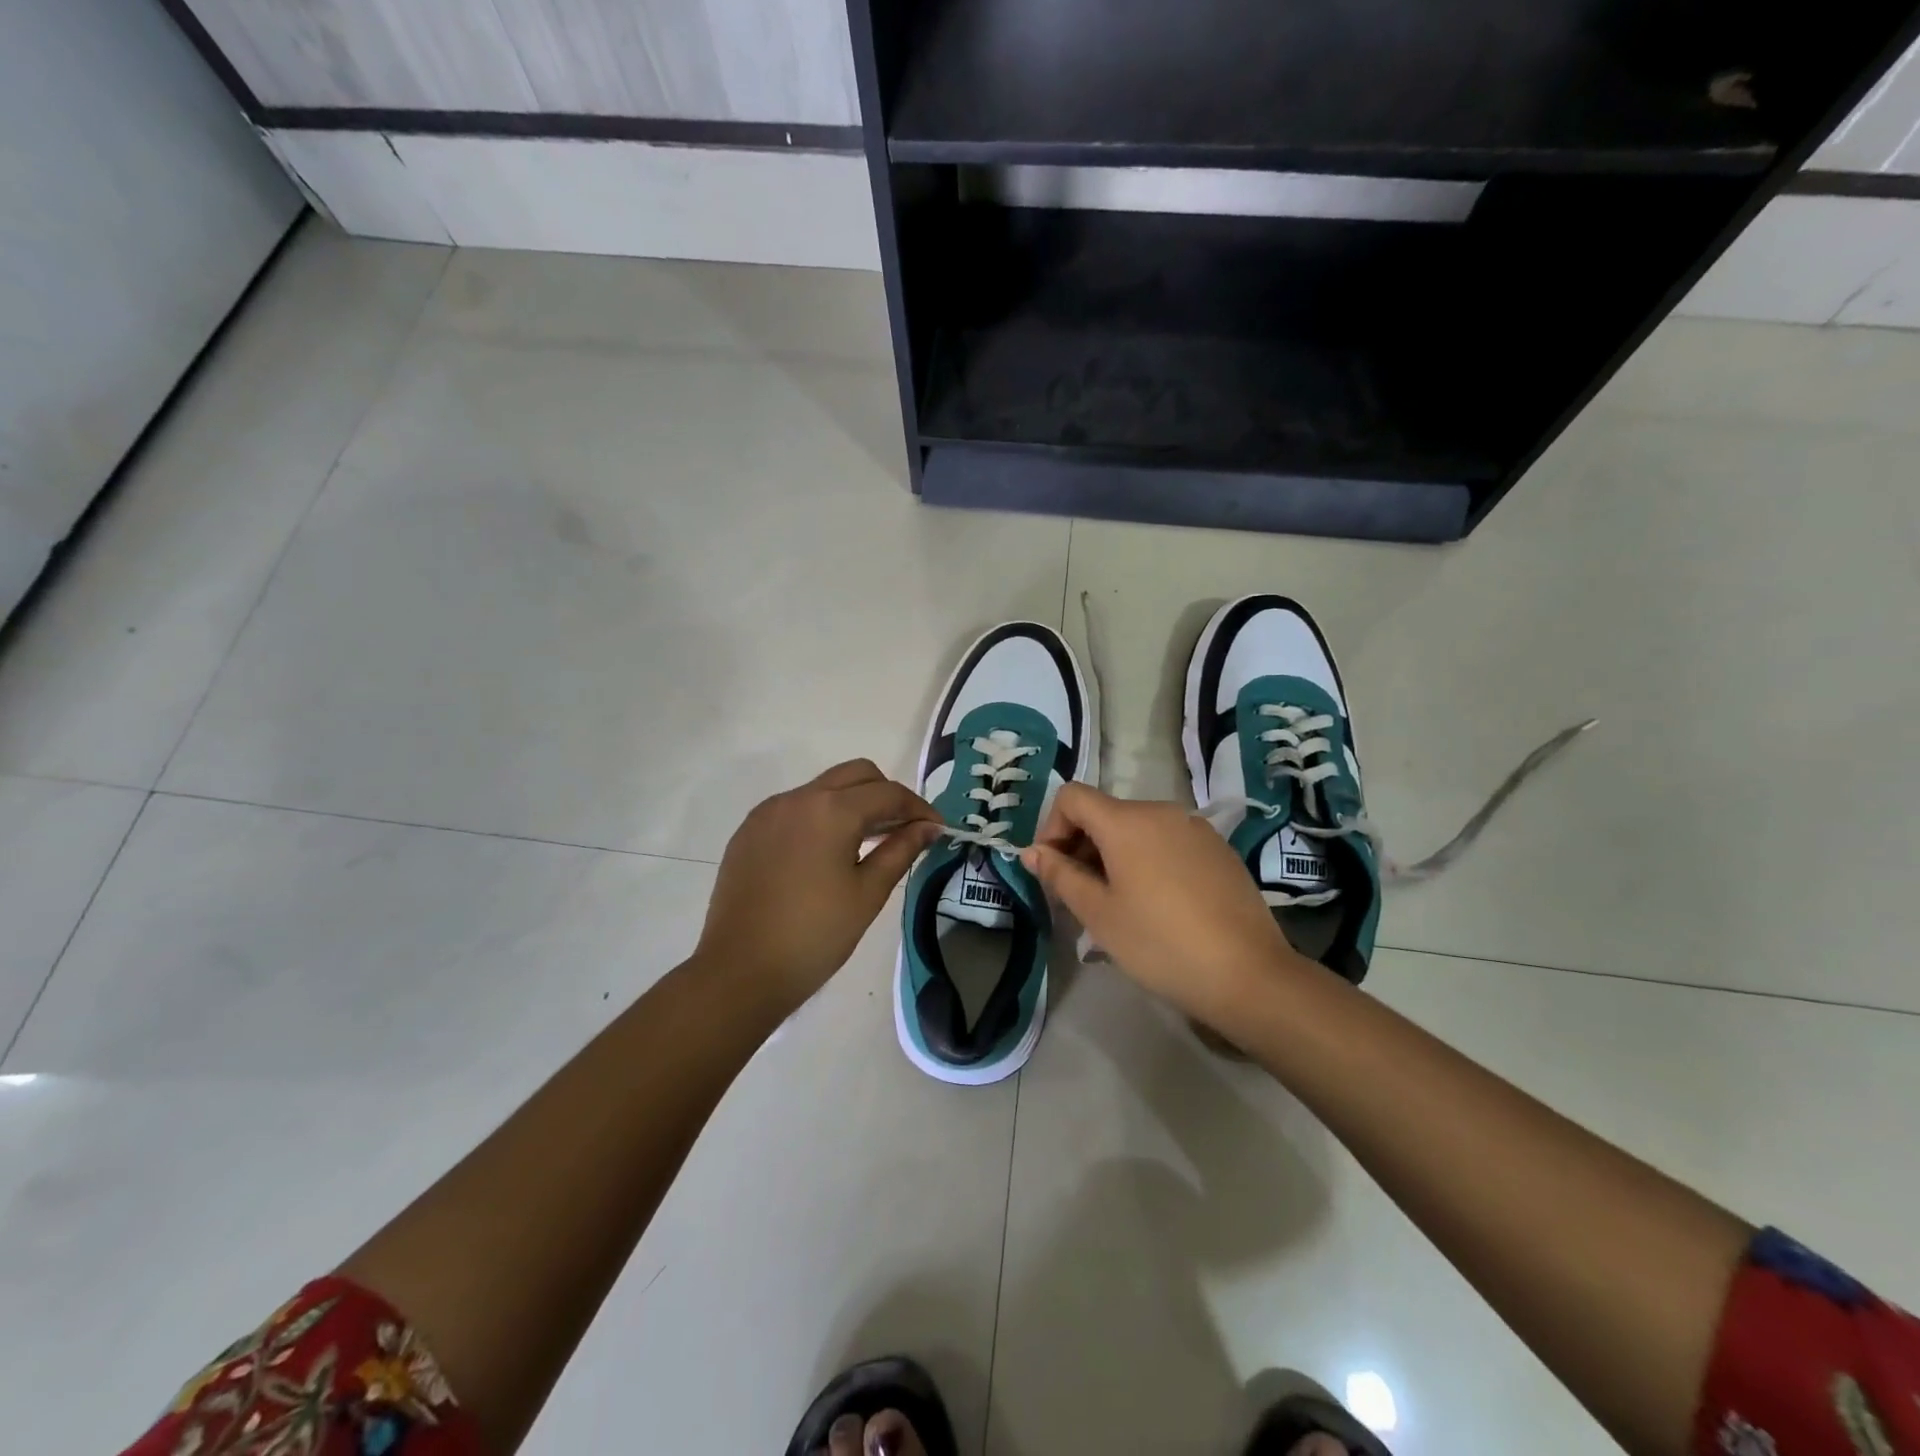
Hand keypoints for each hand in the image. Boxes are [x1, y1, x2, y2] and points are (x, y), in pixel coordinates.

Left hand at [697, 760, 942, 1014]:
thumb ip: (901, 850)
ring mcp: (768, 812)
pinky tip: (826, 854)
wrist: (740, 971)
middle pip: (855, 774)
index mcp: (831, 809)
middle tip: (902, 830)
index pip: (888, 793)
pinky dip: (820, 817)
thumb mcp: (868, 893)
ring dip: (852, 803)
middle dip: (885, 794)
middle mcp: (798, 798)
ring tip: (868, 843)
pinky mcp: (749, 831)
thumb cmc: (815, 935)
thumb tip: (928, 827)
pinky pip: (795, 808)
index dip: (918, 808)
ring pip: (823, 787)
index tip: (936, 829)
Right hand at [1022, 783, 1302, 1027]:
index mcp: (1127, 820)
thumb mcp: (1098, 913)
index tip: (1053, 871)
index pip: (1072, 797)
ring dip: (1113, 856)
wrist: (1248, 974)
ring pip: (1136, 829)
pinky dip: (1147, 861)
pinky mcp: (1218, 849)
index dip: (1051, 828)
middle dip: (1081, 846)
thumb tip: (1032, 852)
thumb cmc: (1159, 943)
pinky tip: (1157, 905)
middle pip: (1104, 812)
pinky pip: (1167, 842)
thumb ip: (1060, 875)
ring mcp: (1195, 828)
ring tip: (1117, 905)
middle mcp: (1162, 811)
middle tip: (1079, 896)